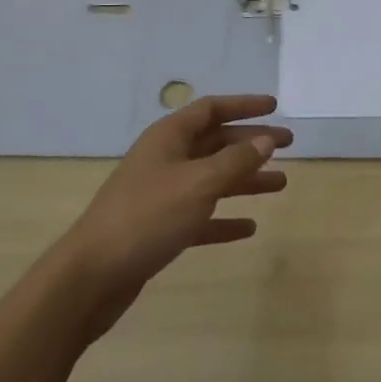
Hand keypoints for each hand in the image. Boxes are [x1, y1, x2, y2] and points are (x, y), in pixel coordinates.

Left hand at [61, 95, 290, 333]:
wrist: (92, 276)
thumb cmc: (147, 217)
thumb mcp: (198, 184)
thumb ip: (235, 161)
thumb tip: (265, 140)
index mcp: (169, 138)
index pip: (211, 109)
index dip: (244, 105)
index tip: (275, 107)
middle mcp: (166, 159)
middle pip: (215, 142)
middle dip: (251, 142)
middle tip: (288, 145)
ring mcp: (162, 194)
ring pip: (212, 178)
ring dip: (245, 179)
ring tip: (281, 184)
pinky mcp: (160, 228)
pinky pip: (201, 215)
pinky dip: (224, 218)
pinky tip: (249, 228)